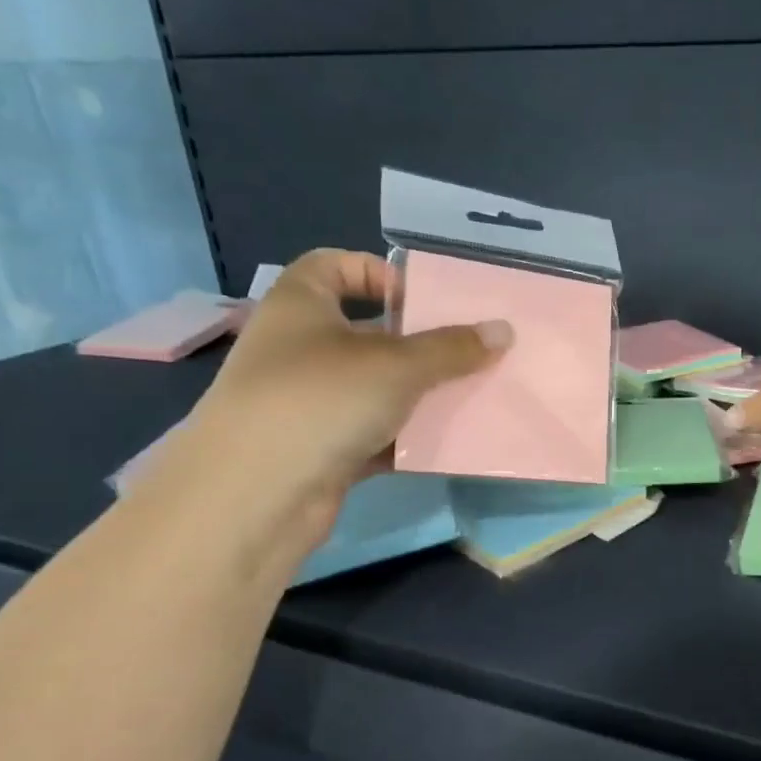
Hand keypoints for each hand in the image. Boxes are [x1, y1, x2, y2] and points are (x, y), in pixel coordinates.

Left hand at [154, 249, 509, 552]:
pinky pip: (371, 432)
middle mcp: (298, 348)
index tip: (423, 300)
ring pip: (373, 387)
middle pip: (365, 331)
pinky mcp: (318, 449)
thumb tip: (503, 330)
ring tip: (467, 397)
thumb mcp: (397, 365)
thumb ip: (452, 348)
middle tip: (466, 353)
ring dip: (416, 394)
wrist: (256, 495)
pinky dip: (402, 437)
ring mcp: (305, 402)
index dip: (378, 273)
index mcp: (300, 305)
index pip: (334, 265)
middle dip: (416, 343)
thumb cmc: (322, 399)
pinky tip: (442, 443)